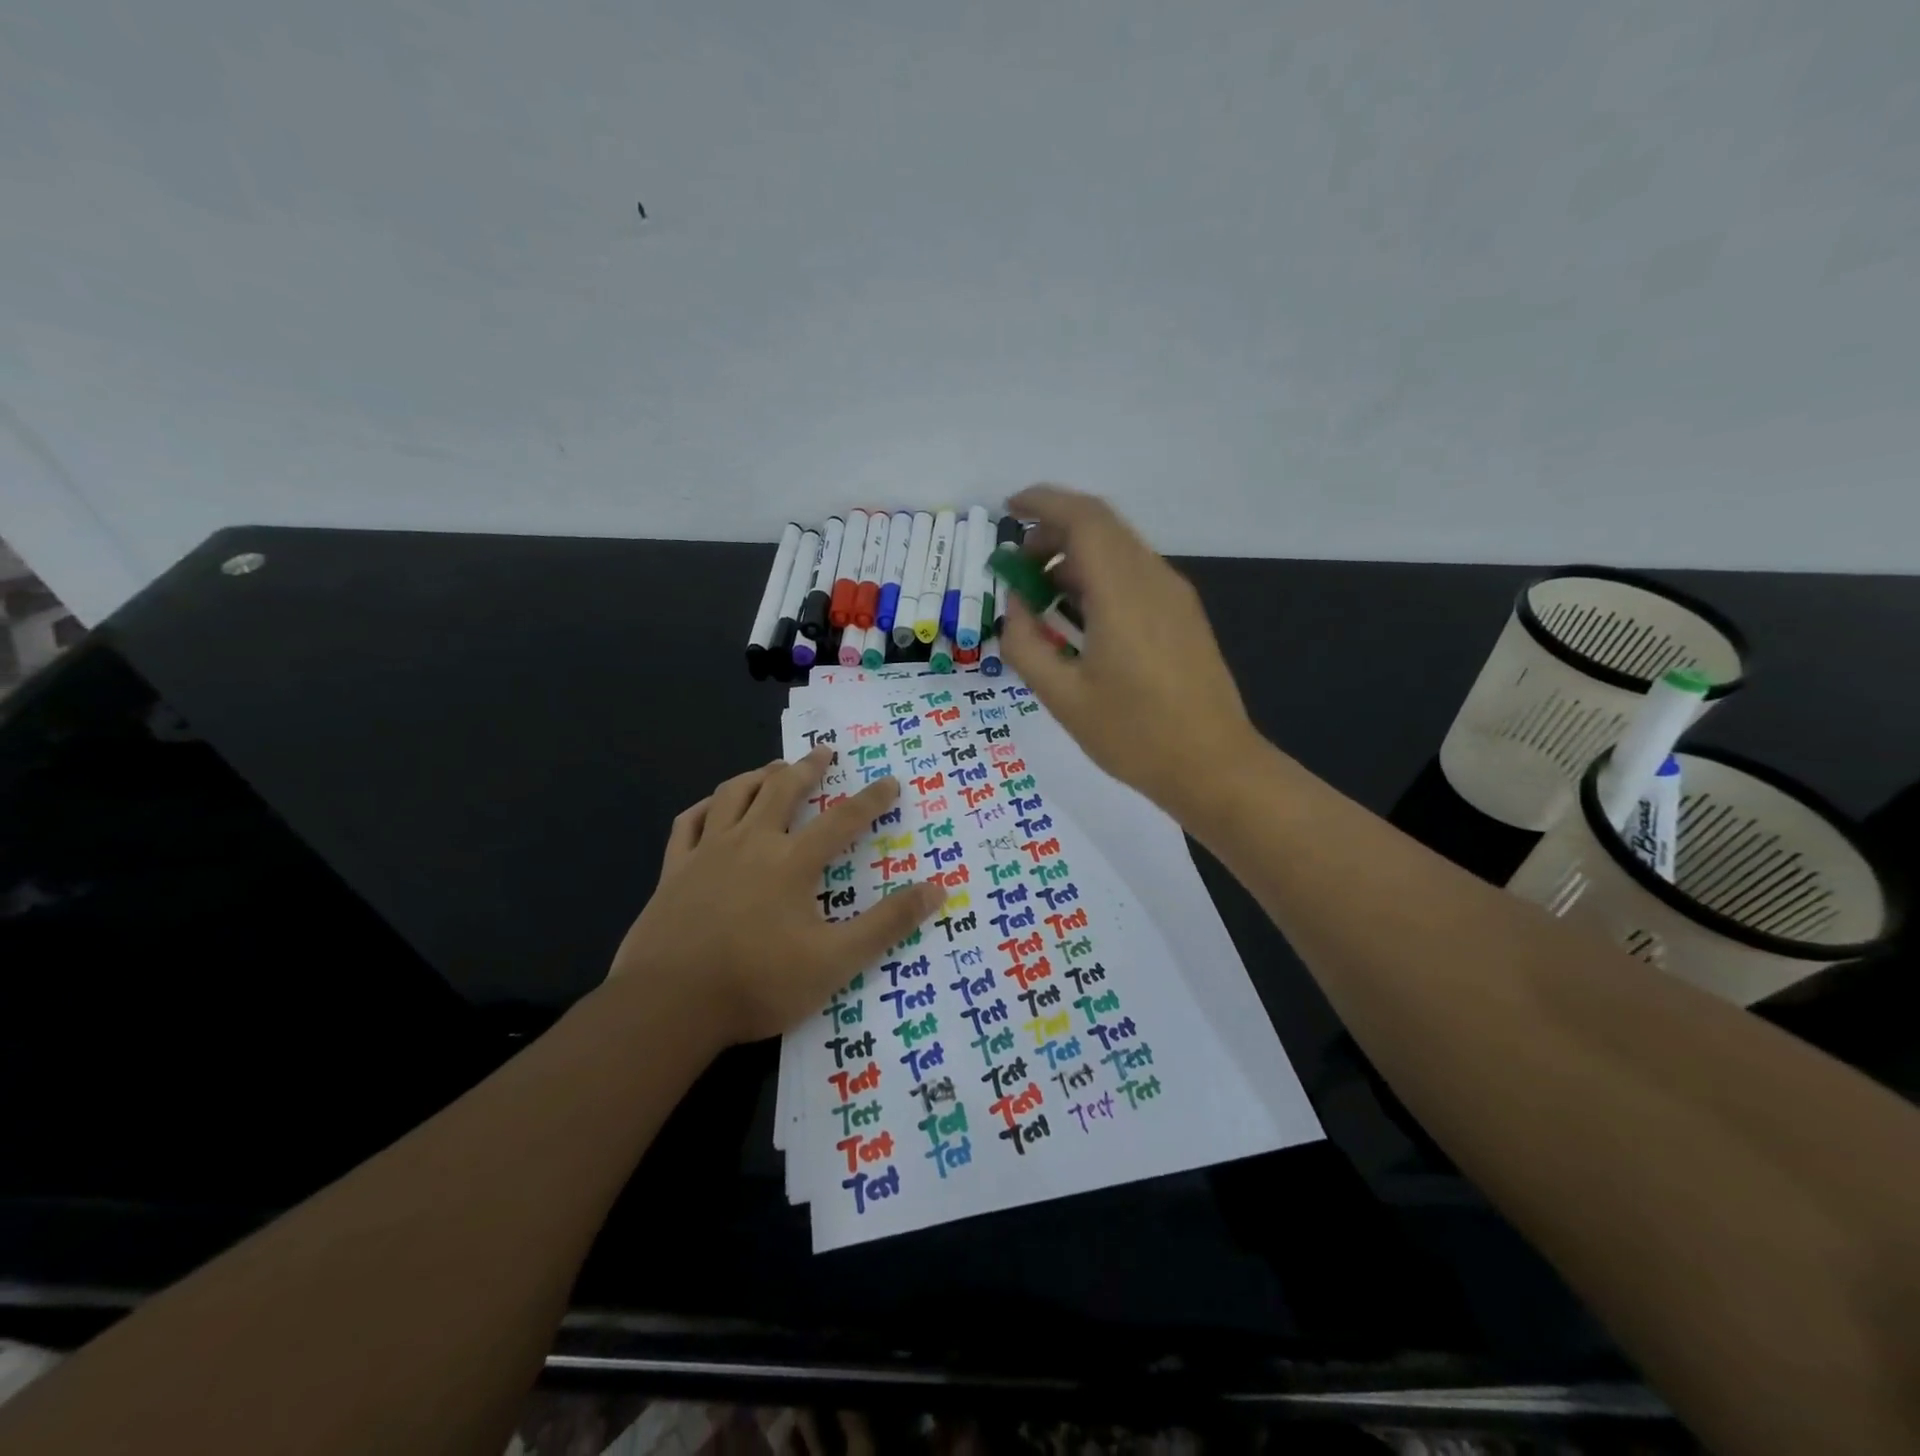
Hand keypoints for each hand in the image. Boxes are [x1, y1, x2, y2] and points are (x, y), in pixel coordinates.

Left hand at [609, 749, 945, 1046]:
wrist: (669, 1004)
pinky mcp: (673, 870)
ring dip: (758, 775)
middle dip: (808, 767)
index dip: (871, 799)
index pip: (843, 820)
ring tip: (773, 768)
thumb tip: (936, 889)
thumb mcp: (836, 961)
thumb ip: (887, 924)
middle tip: (823, 752)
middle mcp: (751, 843)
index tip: (890, 781)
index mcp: (792, 862)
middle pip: (782, 789)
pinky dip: (705, 807)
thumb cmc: (758, 983)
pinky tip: (712, 807)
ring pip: (733, 795)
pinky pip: (688, 823)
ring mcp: (707, 852)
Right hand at [999, 484, 1259, 820]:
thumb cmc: (1133, 736)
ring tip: (1042, 597)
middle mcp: (1153, 580)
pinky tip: (1080, 617)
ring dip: (1076, 557)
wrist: (1213, 766)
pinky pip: (1135, 574)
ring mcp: (1175, 596)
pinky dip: (1099, 577)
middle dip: (1053, 532)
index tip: (1008, 509)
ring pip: (1119, 549)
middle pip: (1102, 527)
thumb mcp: (1062, 697)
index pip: (1083, 519)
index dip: (1042, 503)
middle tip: (1017, 567)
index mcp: (1123, 594)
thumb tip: (1015, 604)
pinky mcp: (1183, 615)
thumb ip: (1026, 644)